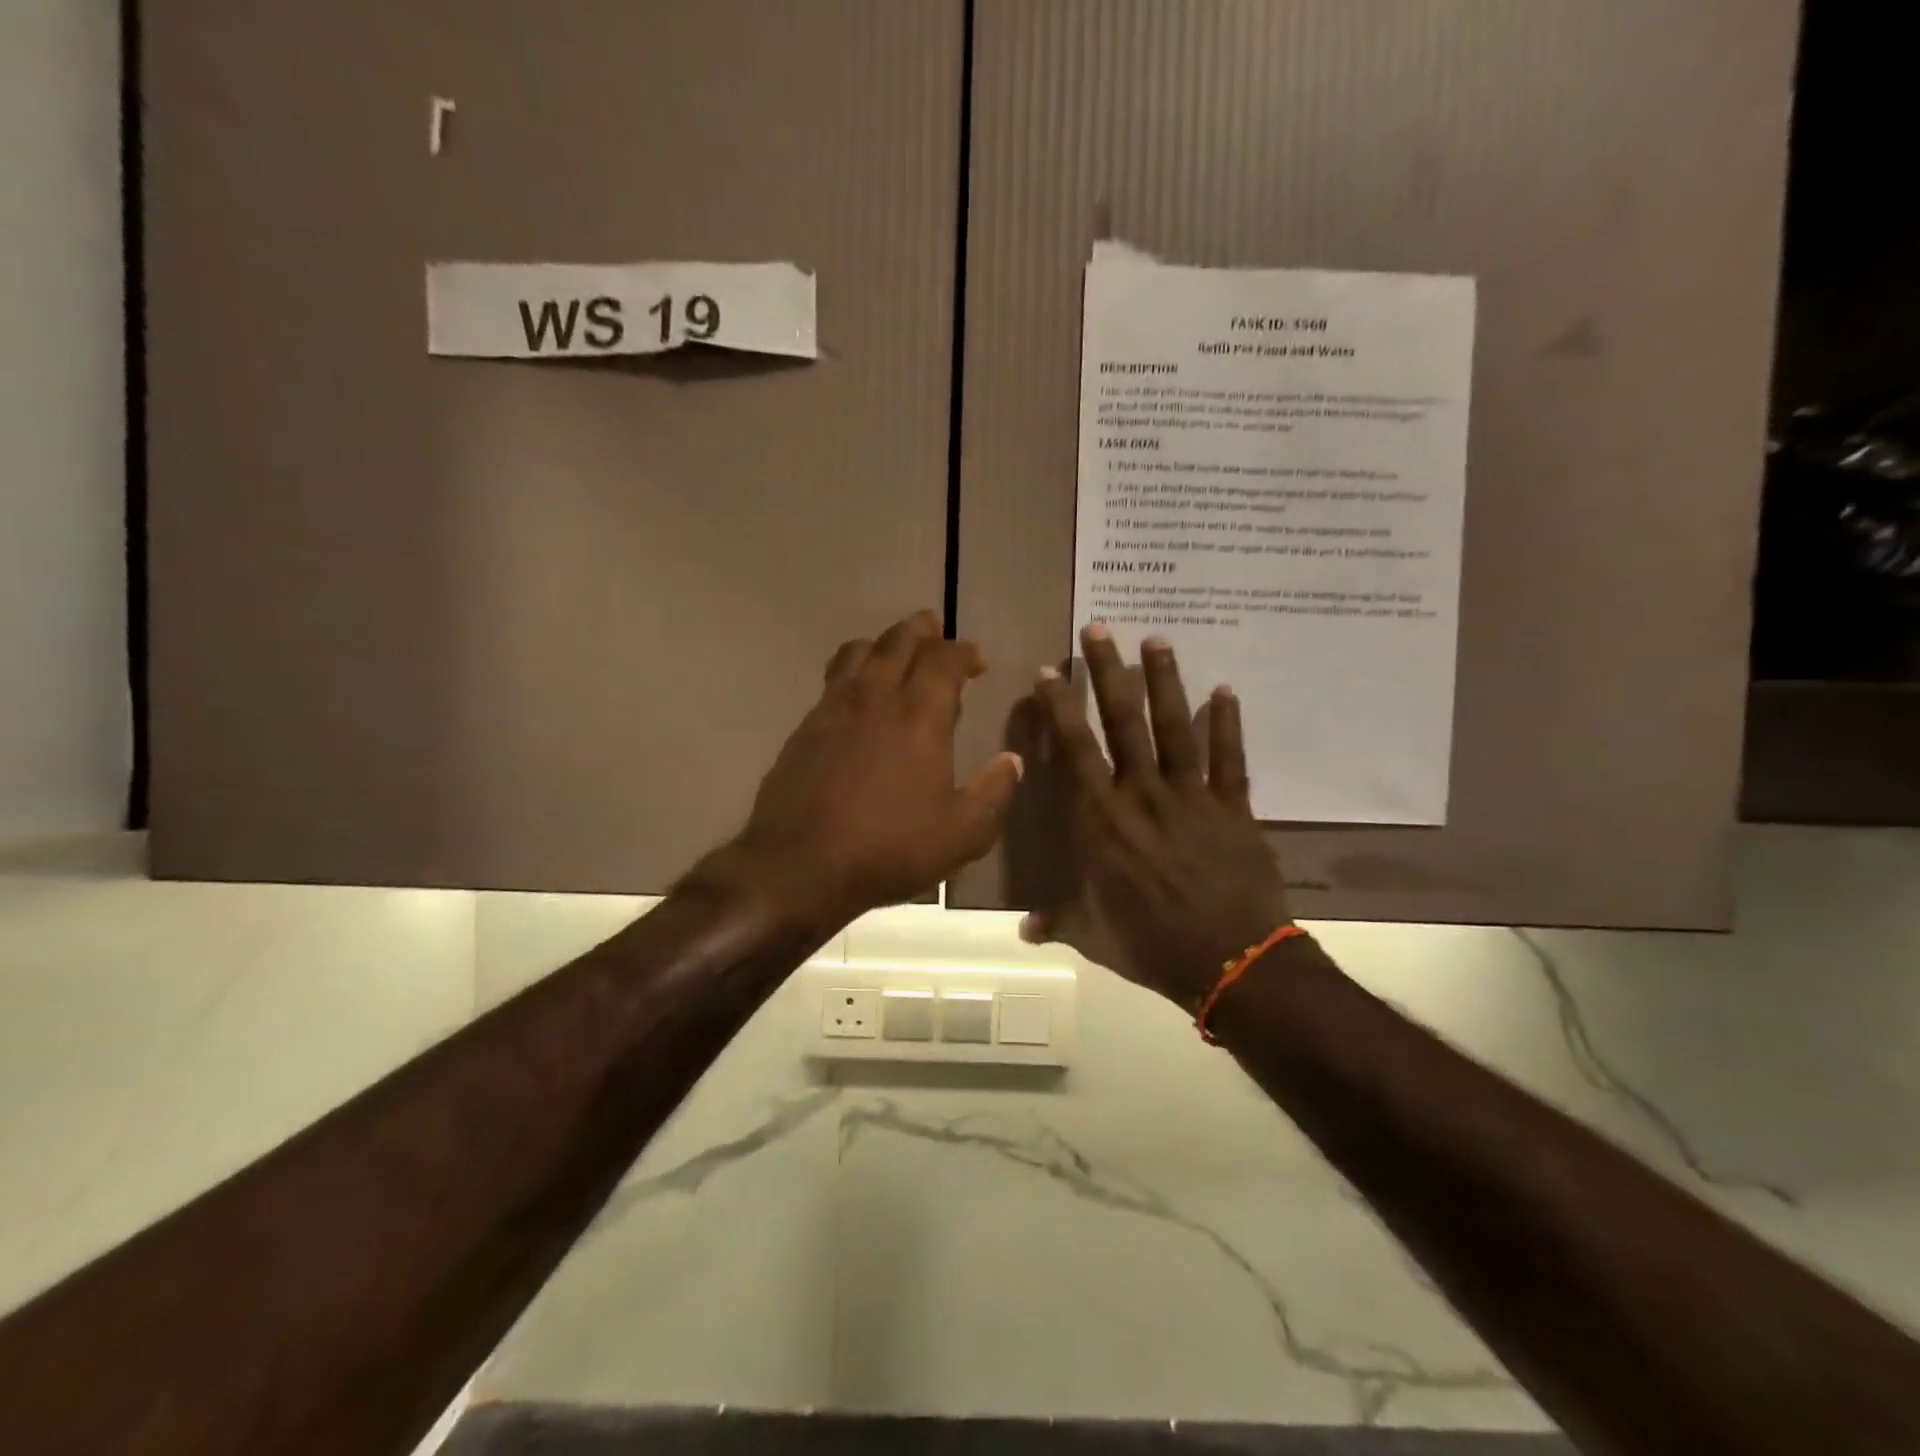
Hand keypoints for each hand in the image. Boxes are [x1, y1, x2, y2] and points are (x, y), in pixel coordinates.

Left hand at [713, 609, 1021, 934]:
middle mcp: (875, 697)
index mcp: (919, 715)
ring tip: (895, 655)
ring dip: (883, 643)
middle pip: (898, 640)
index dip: (964, 652)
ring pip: (858, 651)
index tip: (977, 661)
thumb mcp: (961, 834)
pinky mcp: (805, 727)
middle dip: (922, 630)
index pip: (944, 659)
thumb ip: (993, 793)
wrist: (799, 865)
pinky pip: (832, 680)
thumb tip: (1013, 761)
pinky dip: (852, 673)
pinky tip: (857, 699)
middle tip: (936, 632)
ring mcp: (833, 708)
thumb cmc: (889, 847)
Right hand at [1022, 623, 1292, 1009]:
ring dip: (1164, 681)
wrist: (1231, 962)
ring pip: (1174, 726)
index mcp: (1103, 820)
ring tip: (1156, 639)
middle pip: (1123, 722)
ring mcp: (1191, 796)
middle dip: (1108, 672)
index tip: (1050, 671)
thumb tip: (1022, 931)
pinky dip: (1227, 723)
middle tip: (1099, 628)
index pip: (1075, 751)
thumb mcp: (1094, 936)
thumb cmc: (1152, 945)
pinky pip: (1228, 757)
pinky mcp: (1232, 806)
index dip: (1060, 708)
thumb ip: (1057, 923)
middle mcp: (1143, 794)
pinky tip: (1225, 689)